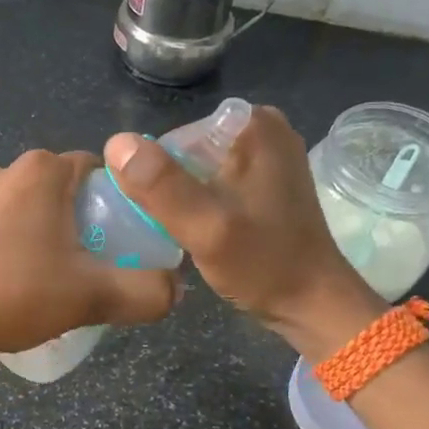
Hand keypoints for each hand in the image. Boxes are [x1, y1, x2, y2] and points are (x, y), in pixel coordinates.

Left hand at [0, 149, 177, 364]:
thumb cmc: (13, 294)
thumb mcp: (92, 296)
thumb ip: (146, 291)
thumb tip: (175, 291)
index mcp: (41, 171)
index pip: (102, 172)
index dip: (123, 206)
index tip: (127, 245)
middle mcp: (5, 172)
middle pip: (68, 193)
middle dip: (88, 226)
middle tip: (98, 269)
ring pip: (34, 212)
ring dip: (53, 240)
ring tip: (59, 285)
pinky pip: (3, 229)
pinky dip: (19, 249)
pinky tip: (18, 289)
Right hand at [103, 106, 381, 357]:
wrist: (313, 304)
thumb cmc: (263, 264)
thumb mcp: (206, 226)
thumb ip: (161, 185)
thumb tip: (115, 143)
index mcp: (253, 124)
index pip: (174, 137)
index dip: (155, 176)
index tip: (158, 215)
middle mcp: (263, 128)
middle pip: (185, 151)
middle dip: (168, 187)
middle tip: (171, 228)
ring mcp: (267, 155)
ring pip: (196, 168)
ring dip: (181, 198)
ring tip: (183, 232)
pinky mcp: (265, 181)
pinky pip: (214, 181)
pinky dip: (200, 203)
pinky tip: (199, 231)